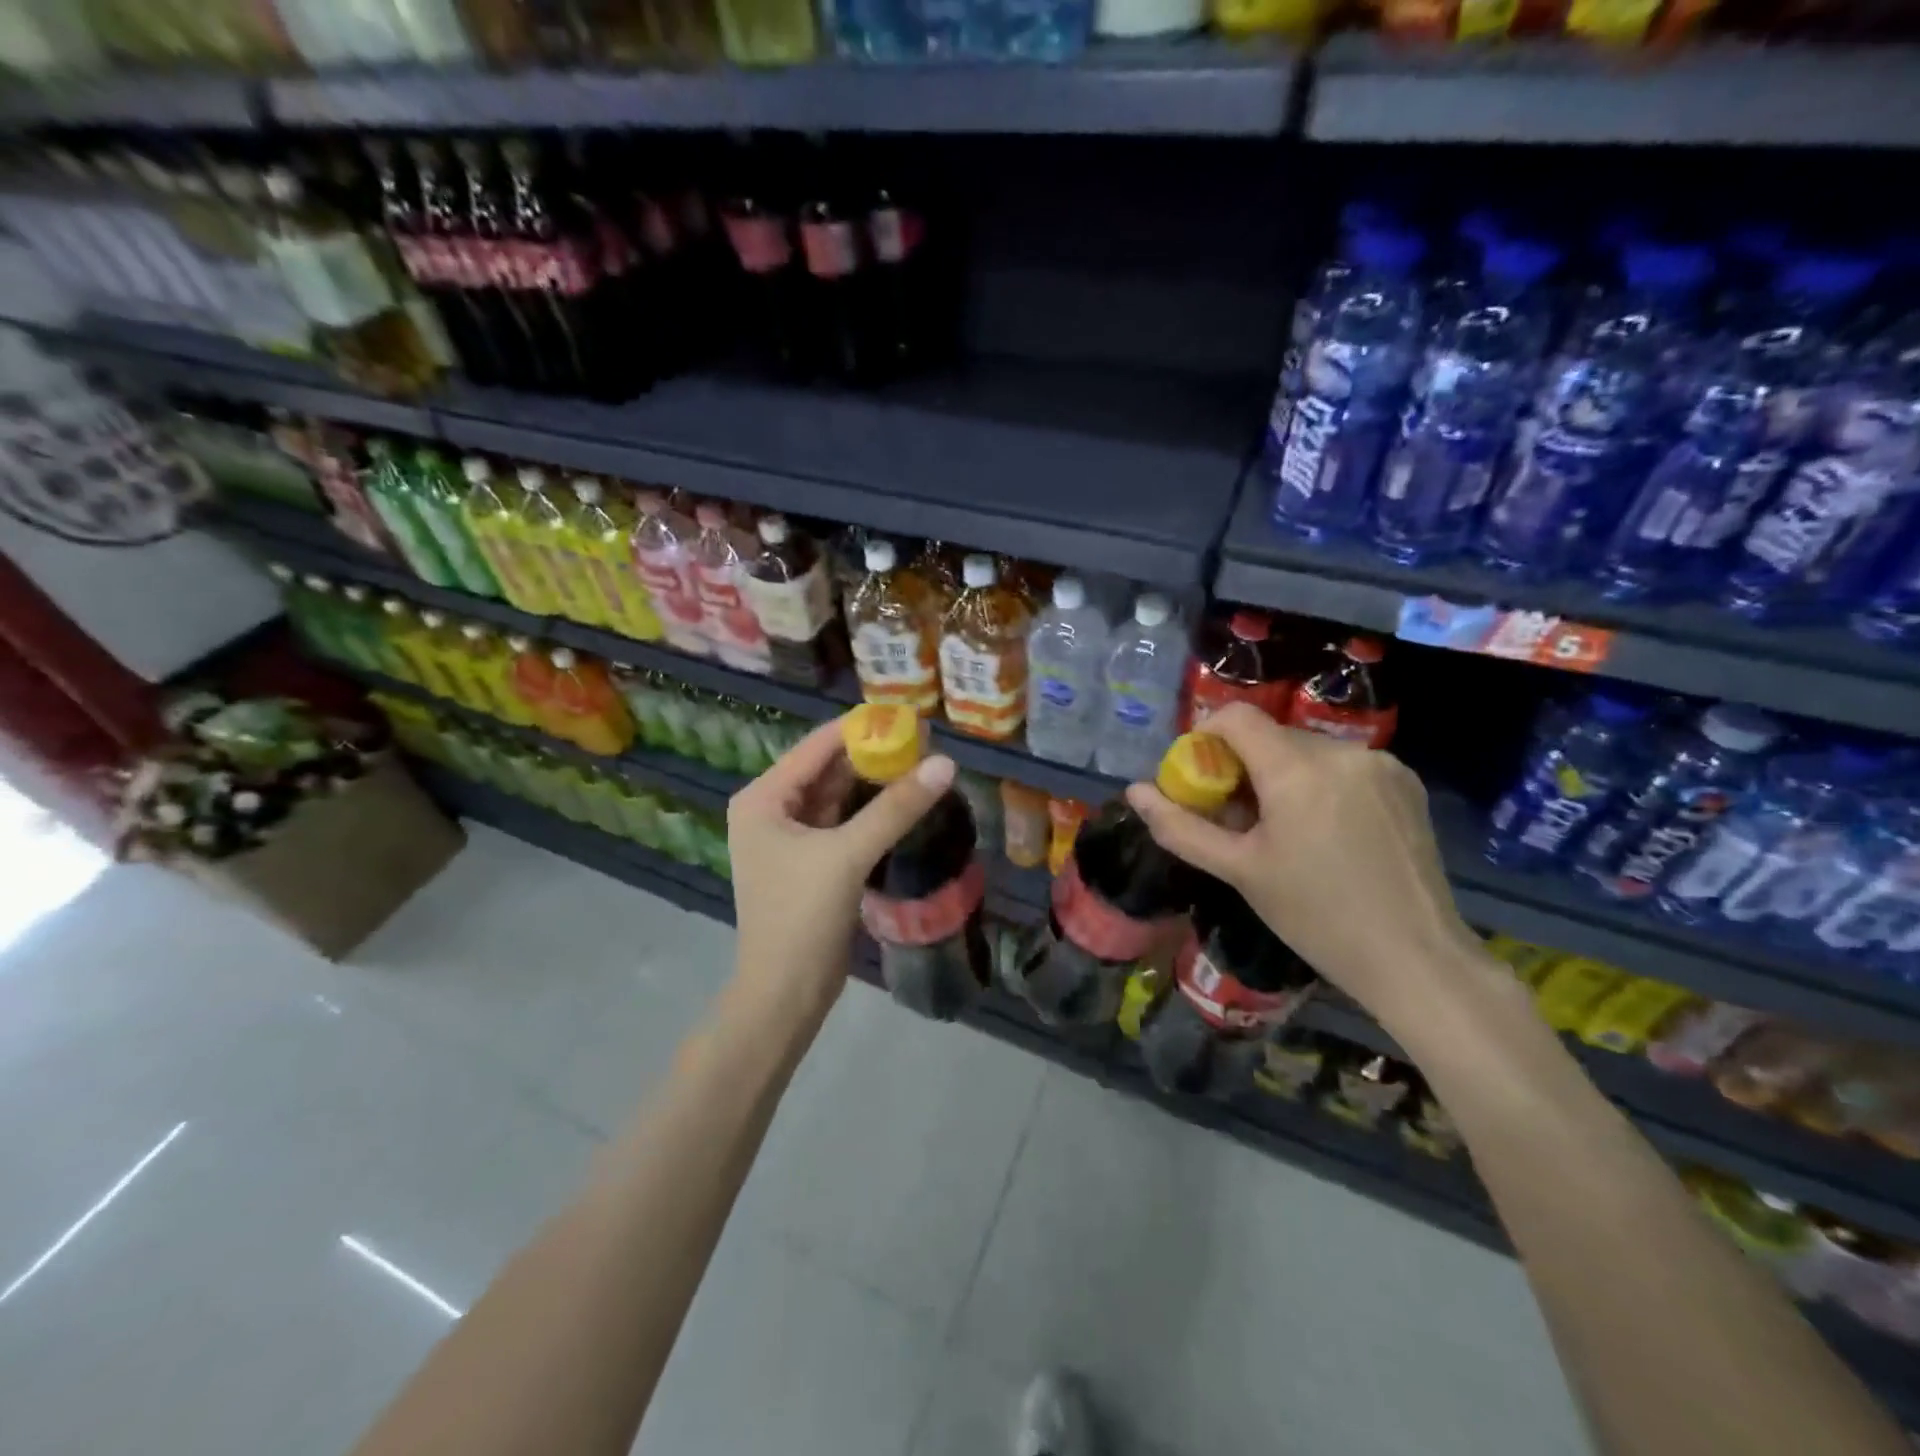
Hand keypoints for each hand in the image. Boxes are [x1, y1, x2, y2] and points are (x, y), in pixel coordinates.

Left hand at [727, 714, 955, 1006]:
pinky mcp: (811, 861)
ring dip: (875, 782)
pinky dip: (871, 811)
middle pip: (828, 769)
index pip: (816, 747)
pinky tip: (904, 800)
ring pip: (838, 796)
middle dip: (872, 755)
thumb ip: (895, 807)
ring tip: (922, 762)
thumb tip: (946, 763)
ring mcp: (790, 838)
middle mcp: (771, 810)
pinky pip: (844, 822)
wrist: (785, 994)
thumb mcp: (848, 855)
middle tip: (924, 740)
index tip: (908, 715)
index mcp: (763, 798)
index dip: (862, 728)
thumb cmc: (802, 917)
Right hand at [1122, 703, 1483, 1030]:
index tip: (1200, 779)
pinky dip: (1319, 785)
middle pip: (1271, 736)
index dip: (1205, 737)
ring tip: (1283, 831)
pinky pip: (1343, 766)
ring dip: (1281, 776)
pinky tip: (1326, 833)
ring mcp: (1381, 765)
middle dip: (1243, 766)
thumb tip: (1134, 792)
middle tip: (1235, 819)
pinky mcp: (1406, 783)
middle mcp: (1342, 752)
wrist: (1416, 959)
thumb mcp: (1239, 871)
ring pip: (1307, 751)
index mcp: (1298, 769)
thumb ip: (1181, 827)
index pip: (1236, 717)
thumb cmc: (1315, 916)